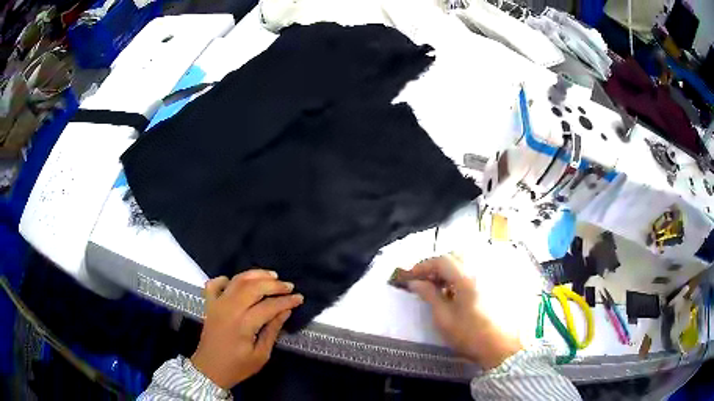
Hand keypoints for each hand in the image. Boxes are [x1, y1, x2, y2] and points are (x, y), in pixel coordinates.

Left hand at [191, 270, 303, 388]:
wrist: (209, 369)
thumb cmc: (238, 366)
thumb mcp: (261, 355)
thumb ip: (272, 331)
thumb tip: (285, 312)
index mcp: (244, 324)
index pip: (269, 306)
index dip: (286, 301)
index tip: (299, 298)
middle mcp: (229, 309)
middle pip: (253, 287)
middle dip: (274, 284)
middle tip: (288, 286)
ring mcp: (217, 304)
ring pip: (237, 281)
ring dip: (255, 275)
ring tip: (271, 276)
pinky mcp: (209, 304)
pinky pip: (214, 284)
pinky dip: (225, 279)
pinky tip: (236, 282)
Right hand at [408, 254, 522, 368]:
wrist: (500, 348)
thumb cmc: (469, 335)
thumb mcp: (444, 318)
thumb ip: (429, 295)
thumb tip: (414, 282)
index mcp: (466, 278)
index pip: (441, 260)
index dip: (423, 265)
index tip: (409, 276)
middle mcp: (480, 270)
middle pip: (455, 256)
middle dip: (436, 265)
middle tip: (423, 280)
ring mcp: (490, 276)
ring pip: (466, 261)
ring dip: (449, 269)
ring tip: (438, 286)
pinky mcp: (495, 283)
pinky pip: (475, 270)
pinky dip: (461, 274)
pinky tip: (455, 291)